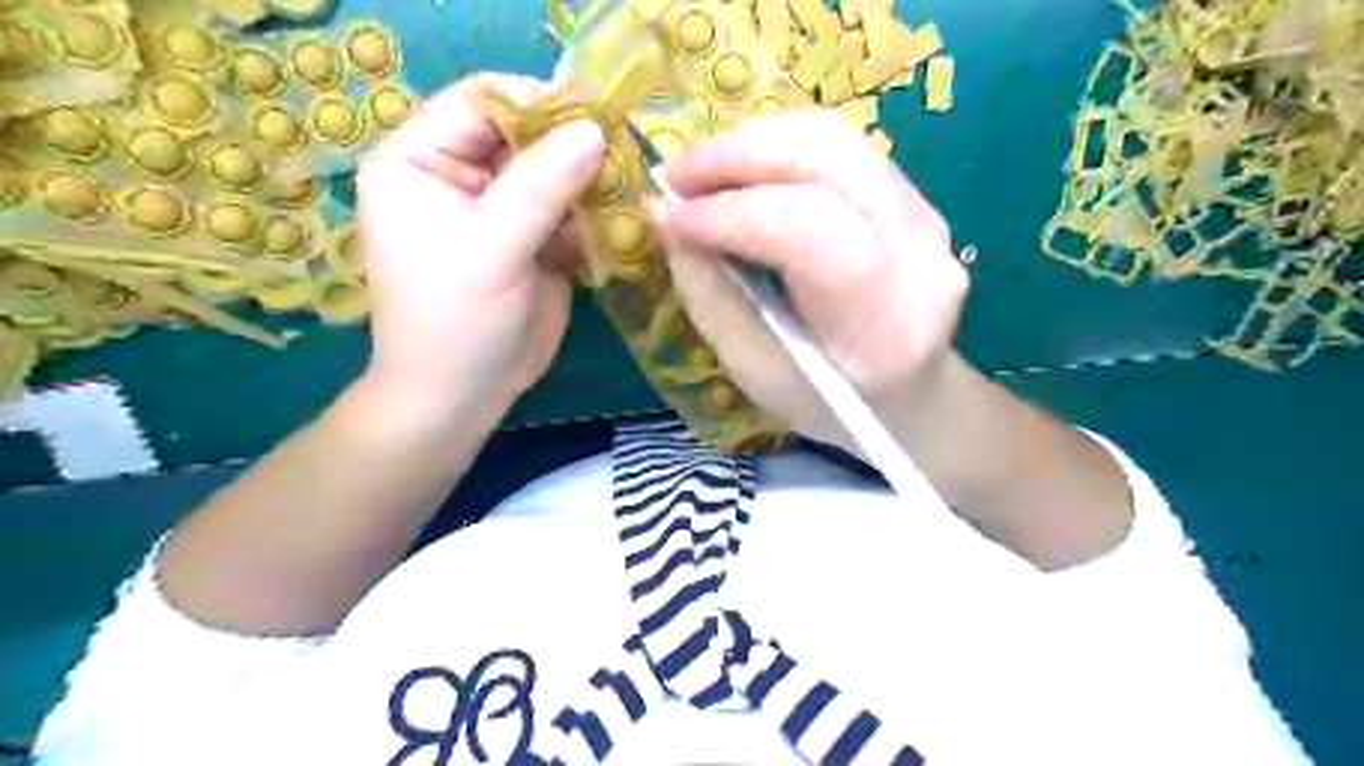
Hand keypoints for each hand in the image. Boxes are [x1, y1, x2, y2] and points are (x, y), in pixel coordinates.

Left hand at [357, 76, 599, 420]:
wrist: (462, 396)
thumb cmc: (455, 321)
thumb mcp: (491, 248)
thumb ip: (540, 186)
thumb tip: (594, 129)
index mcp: (419, 161)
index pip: (480, 103)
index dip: (537, 103)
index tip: (596, 117)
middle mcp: (459, 176)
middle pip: (523, 136)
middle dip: (572, 146)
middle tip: (623, 155)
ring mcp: (500, 211)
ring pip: (554, 175)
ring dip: (590, 183)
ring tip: (626, 193)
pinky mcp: (532, 242)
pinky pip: (569, 213)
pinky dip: (595, 217)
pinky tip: (619, 225)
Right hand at [648, 111, 968, 450]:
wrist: (911, 396)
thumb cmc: (828, 404)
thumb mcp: (754, 369)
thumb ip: (708, 293)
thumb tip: (662, 216)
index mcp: (883, 322)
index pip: (807, 230)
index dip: (729, 213)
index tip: (668, 217)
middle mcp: (920, 253)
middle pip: (826, 156)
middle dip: (735, 155)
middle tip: (674, 176)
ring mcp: (927, 215)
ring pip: (833, 138)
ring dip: (753, 143)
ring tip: (700, 172)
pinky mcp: (915, 198)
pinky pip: (840, 149)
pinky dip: (778, 151)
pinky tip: (742, 175)